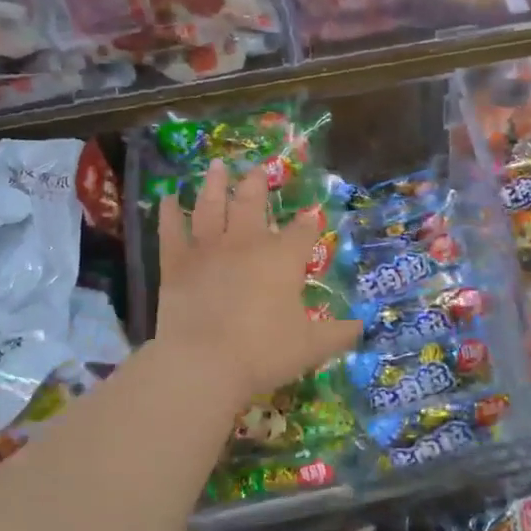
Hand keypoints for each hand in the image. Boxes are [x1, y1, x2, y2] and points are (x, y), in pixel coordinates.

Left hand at [154, 161, 359, 405]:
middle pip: (253, 204)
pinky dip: (168, 213)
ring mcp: (208, 250)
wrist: (205, 364)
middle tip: (258, 169)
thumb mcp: (312, 346)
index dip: (308, 223)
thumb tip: (362, 326)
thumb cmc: (265, 352)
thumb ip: (339, 333)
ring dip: (215, 185)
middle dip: (258, 185)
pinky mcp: (176, 264)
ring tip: (217, 166)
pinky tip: (167, 197)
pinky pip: (171, 231)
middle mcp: (247, 243)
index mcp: (283, 258)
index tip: (311, 216)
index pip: (301, 231)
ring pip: (212, 206)